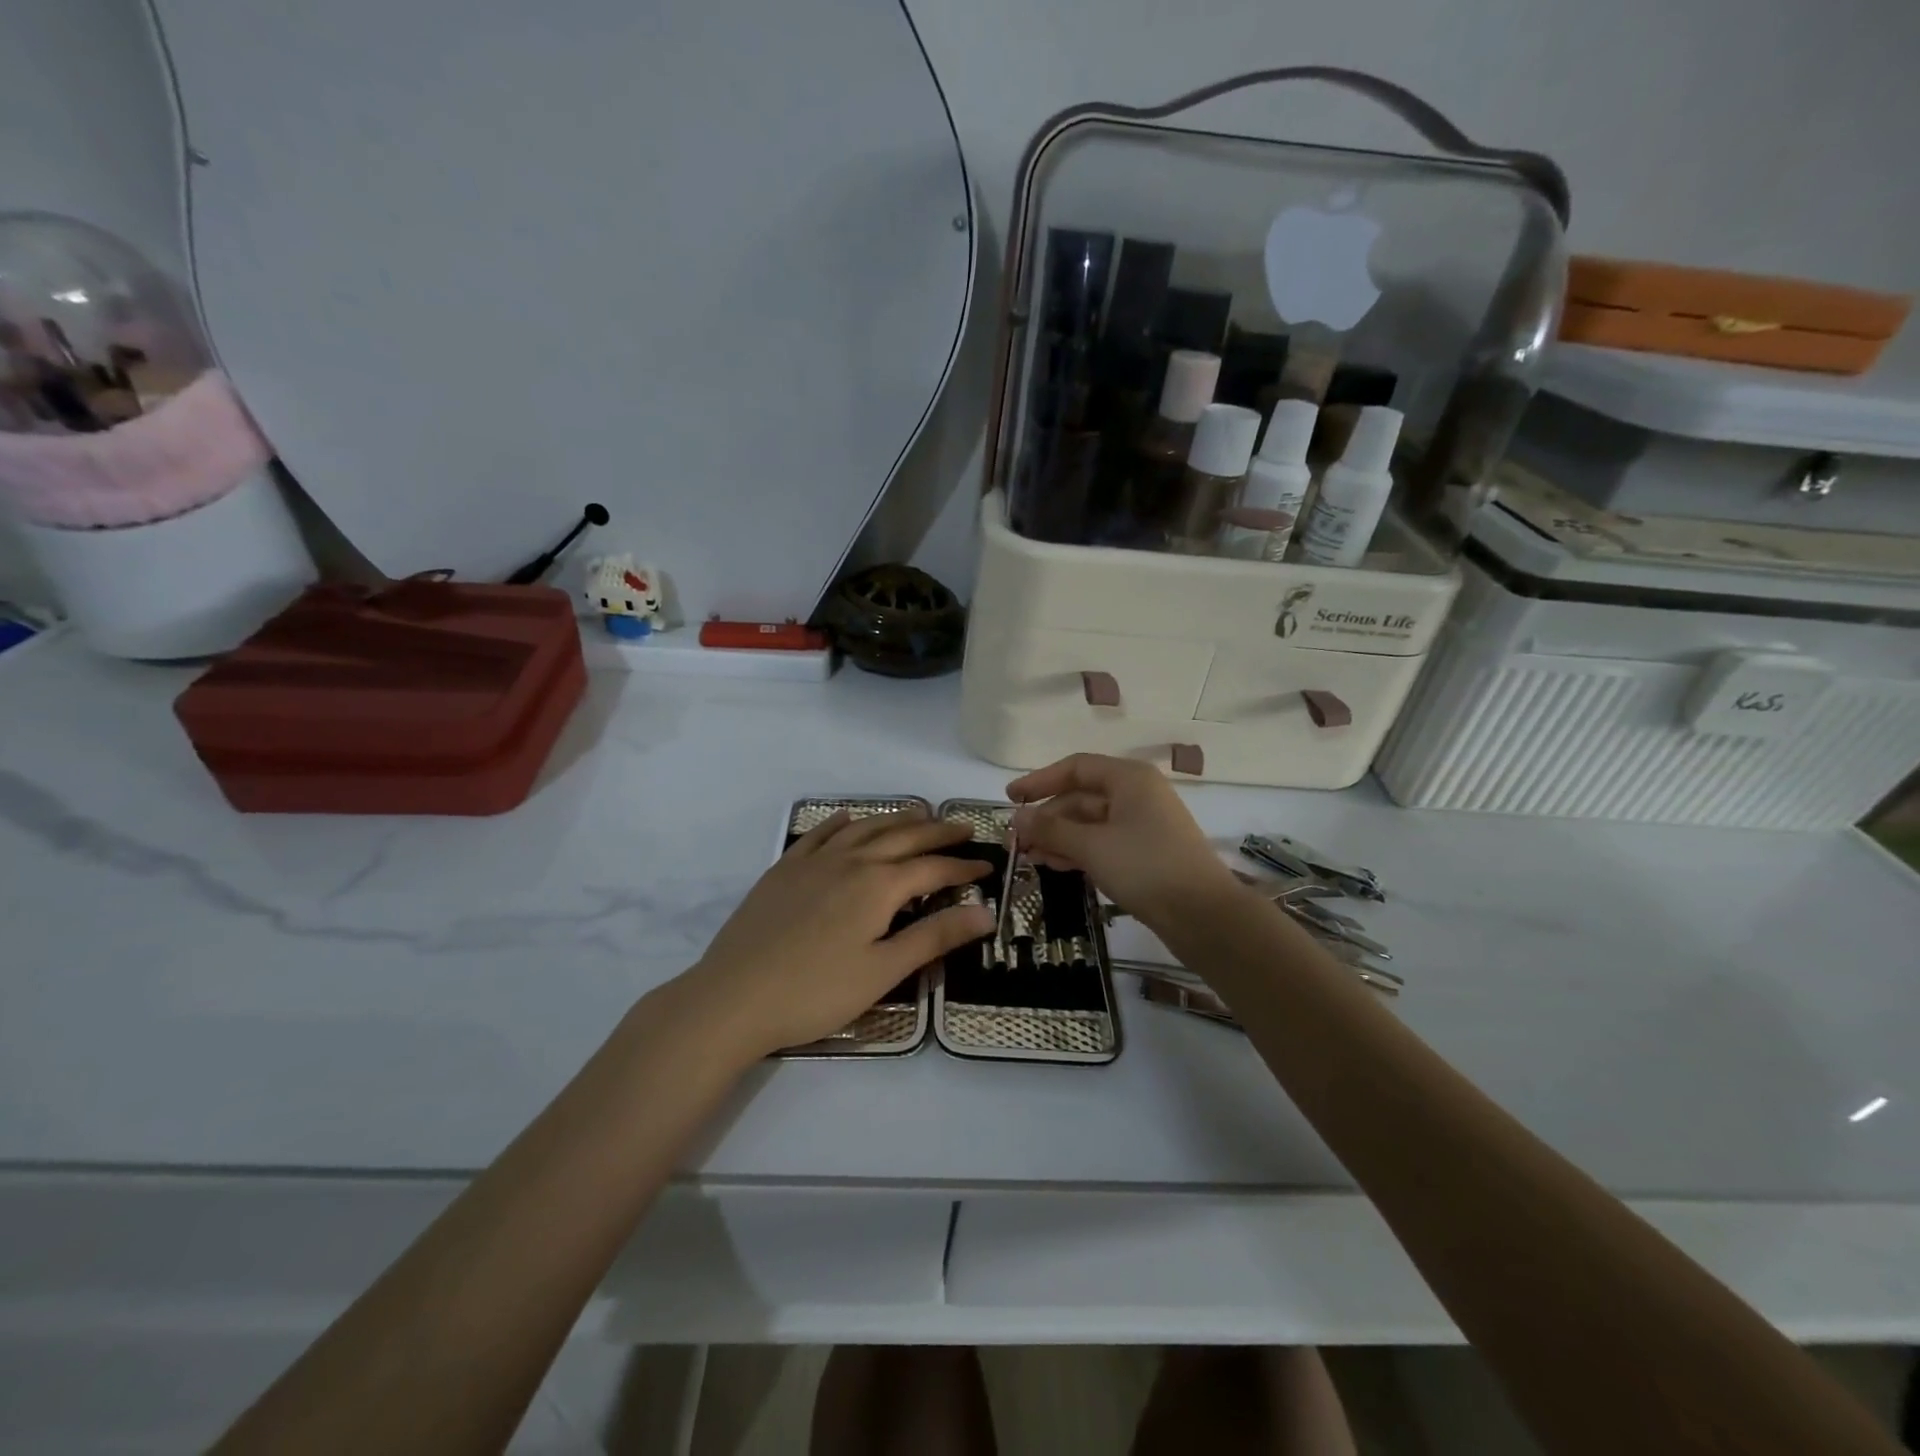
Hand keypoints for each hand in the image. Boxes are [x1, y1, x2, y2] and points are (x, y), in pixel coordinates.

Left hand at [687, 810, 992, 1057]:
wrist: (733, 997)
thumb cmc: (816, 991)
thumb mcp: (883, 971)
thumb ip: (935, 937)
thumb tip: (986, 912)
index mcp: (878, 885)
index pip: (932, 868)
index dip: (963, 866)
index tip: (987, 865)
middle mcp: (850, 861)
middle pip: (902, 838)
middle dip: (937, 832)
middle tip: (963, 827)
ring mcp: (813, 861)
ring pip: (864, 828)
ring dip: (895, 819)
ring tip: (918, 814)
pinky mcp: (784, 870)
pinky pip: (819, 834)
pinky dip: (840, 822)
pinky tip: (848, 818)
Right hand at [1008, 754, 1236, 930]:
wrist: (1204, 916)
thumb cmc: (1146, 867)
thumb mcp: (1092, 846)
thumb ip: (1051, 829)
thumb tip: (1017, 818)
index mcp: (1129, 778)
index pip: (1075, 768)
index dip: (1039, 781)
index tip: (1009, 799)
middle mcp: (1136, 794)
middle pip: (1081, 797)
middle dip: (1046, 817)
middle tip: (1015, 841)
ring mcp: (1142, 825)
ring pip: (1089, 823)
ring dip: (1058, 837)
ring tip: (1028, 857)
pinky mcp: (1145, 853)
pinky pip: (1102, 842)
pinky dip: (1077, 851)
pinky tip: (1054, 865)